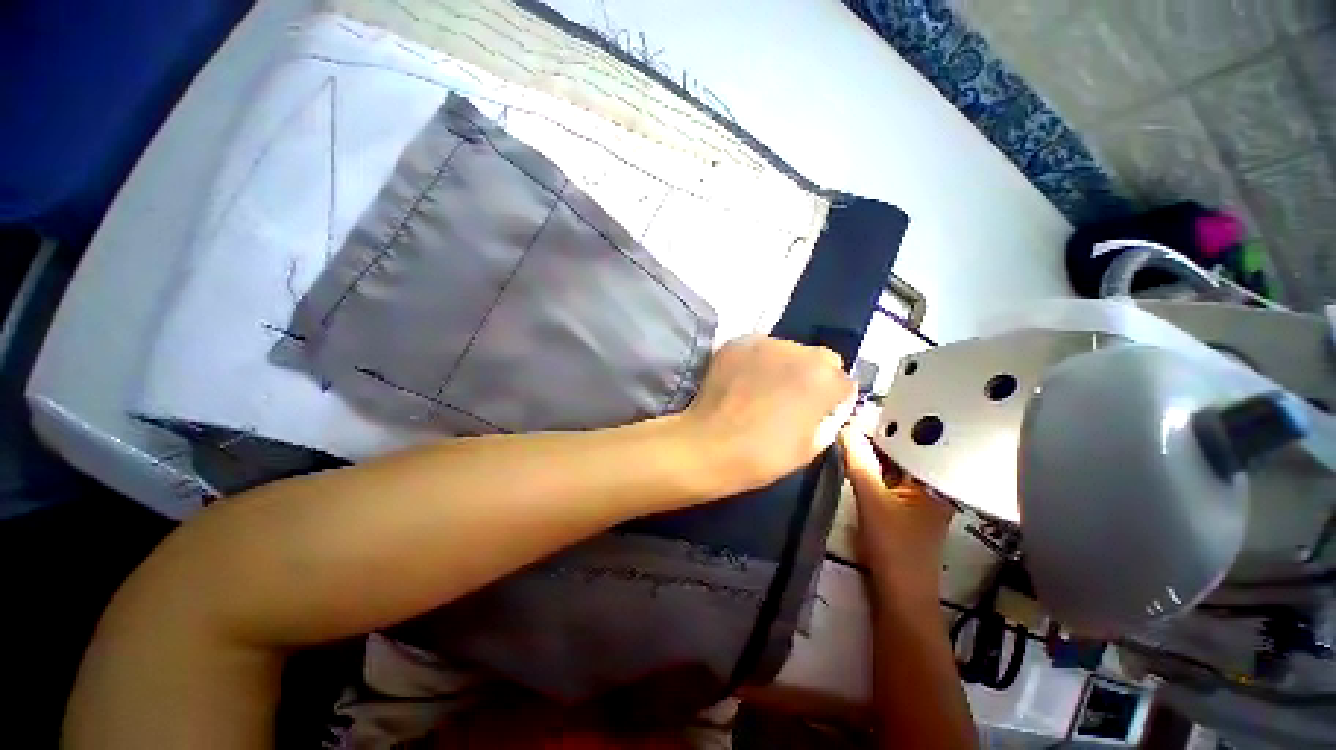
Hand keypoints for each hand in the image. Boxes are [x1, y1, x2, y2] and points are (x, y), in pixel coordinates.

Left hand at [681, 336, 853, 493]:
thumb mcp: (811, 447)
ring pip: (788, 350)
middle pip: (819, 359)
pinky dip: (757, 361)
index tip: (817, 412)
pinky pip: (759, 348)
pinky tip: (743, 381)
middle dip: (813, 376)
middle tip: (791, 399)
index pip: (844, 382)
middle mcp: (799, 351)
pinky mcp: (737, 342)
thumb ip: (829, 419)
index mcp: (824, 379)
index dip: (832, 400)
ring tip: (763, 389)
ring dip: (784, 365)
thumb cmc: (764, 455)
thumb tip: (827, 406)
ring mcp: (765, 343)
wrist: (709, 445)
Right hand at [839, 427, 953, 607]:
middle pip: (904, 451)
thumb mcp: (872, 498)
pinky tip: (857, 456)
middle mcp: (933, 484)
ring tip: (852, 430)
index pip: (915, 441)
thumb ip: (858, 461)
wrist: (899, 594)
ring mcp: (920, 496)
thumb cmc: (893, 547)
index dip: (889, 424)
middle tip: (852, 417)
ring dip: (875, 451)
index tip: (863, 409)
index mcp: (937, 480)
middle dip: (879, 435)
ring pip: (895, 464)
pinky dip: (874, 466)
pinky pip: (889, 477)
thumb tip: (844, 425)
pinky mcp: (906, 507)